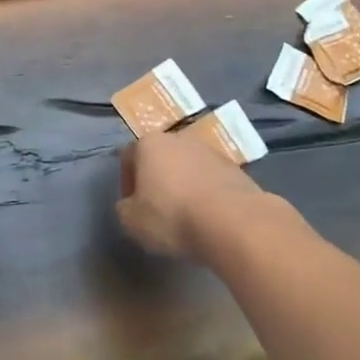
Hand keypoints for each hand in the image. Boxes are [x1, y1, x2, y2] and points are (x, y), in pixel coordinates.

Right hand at [117, 129, 263, 261]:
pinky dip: (206, 193)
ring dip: (183, 185)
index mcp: (149, 144)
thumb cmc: (172, 216)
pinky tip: (208, 217)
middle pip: (161, 157)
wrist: (232, 221)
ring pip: (188, 167)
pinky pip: (211, 179)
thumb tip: (130, 205)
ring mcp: (210, 150)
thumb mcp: (132, 221)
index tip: (132, 206)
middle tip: (157, 209)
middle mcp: (179, 138)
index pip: (128, 157)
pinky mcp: (234, 167)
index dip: (127, 182)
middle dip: (157, 180)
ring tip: (186, 215)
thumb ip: (125, 209)